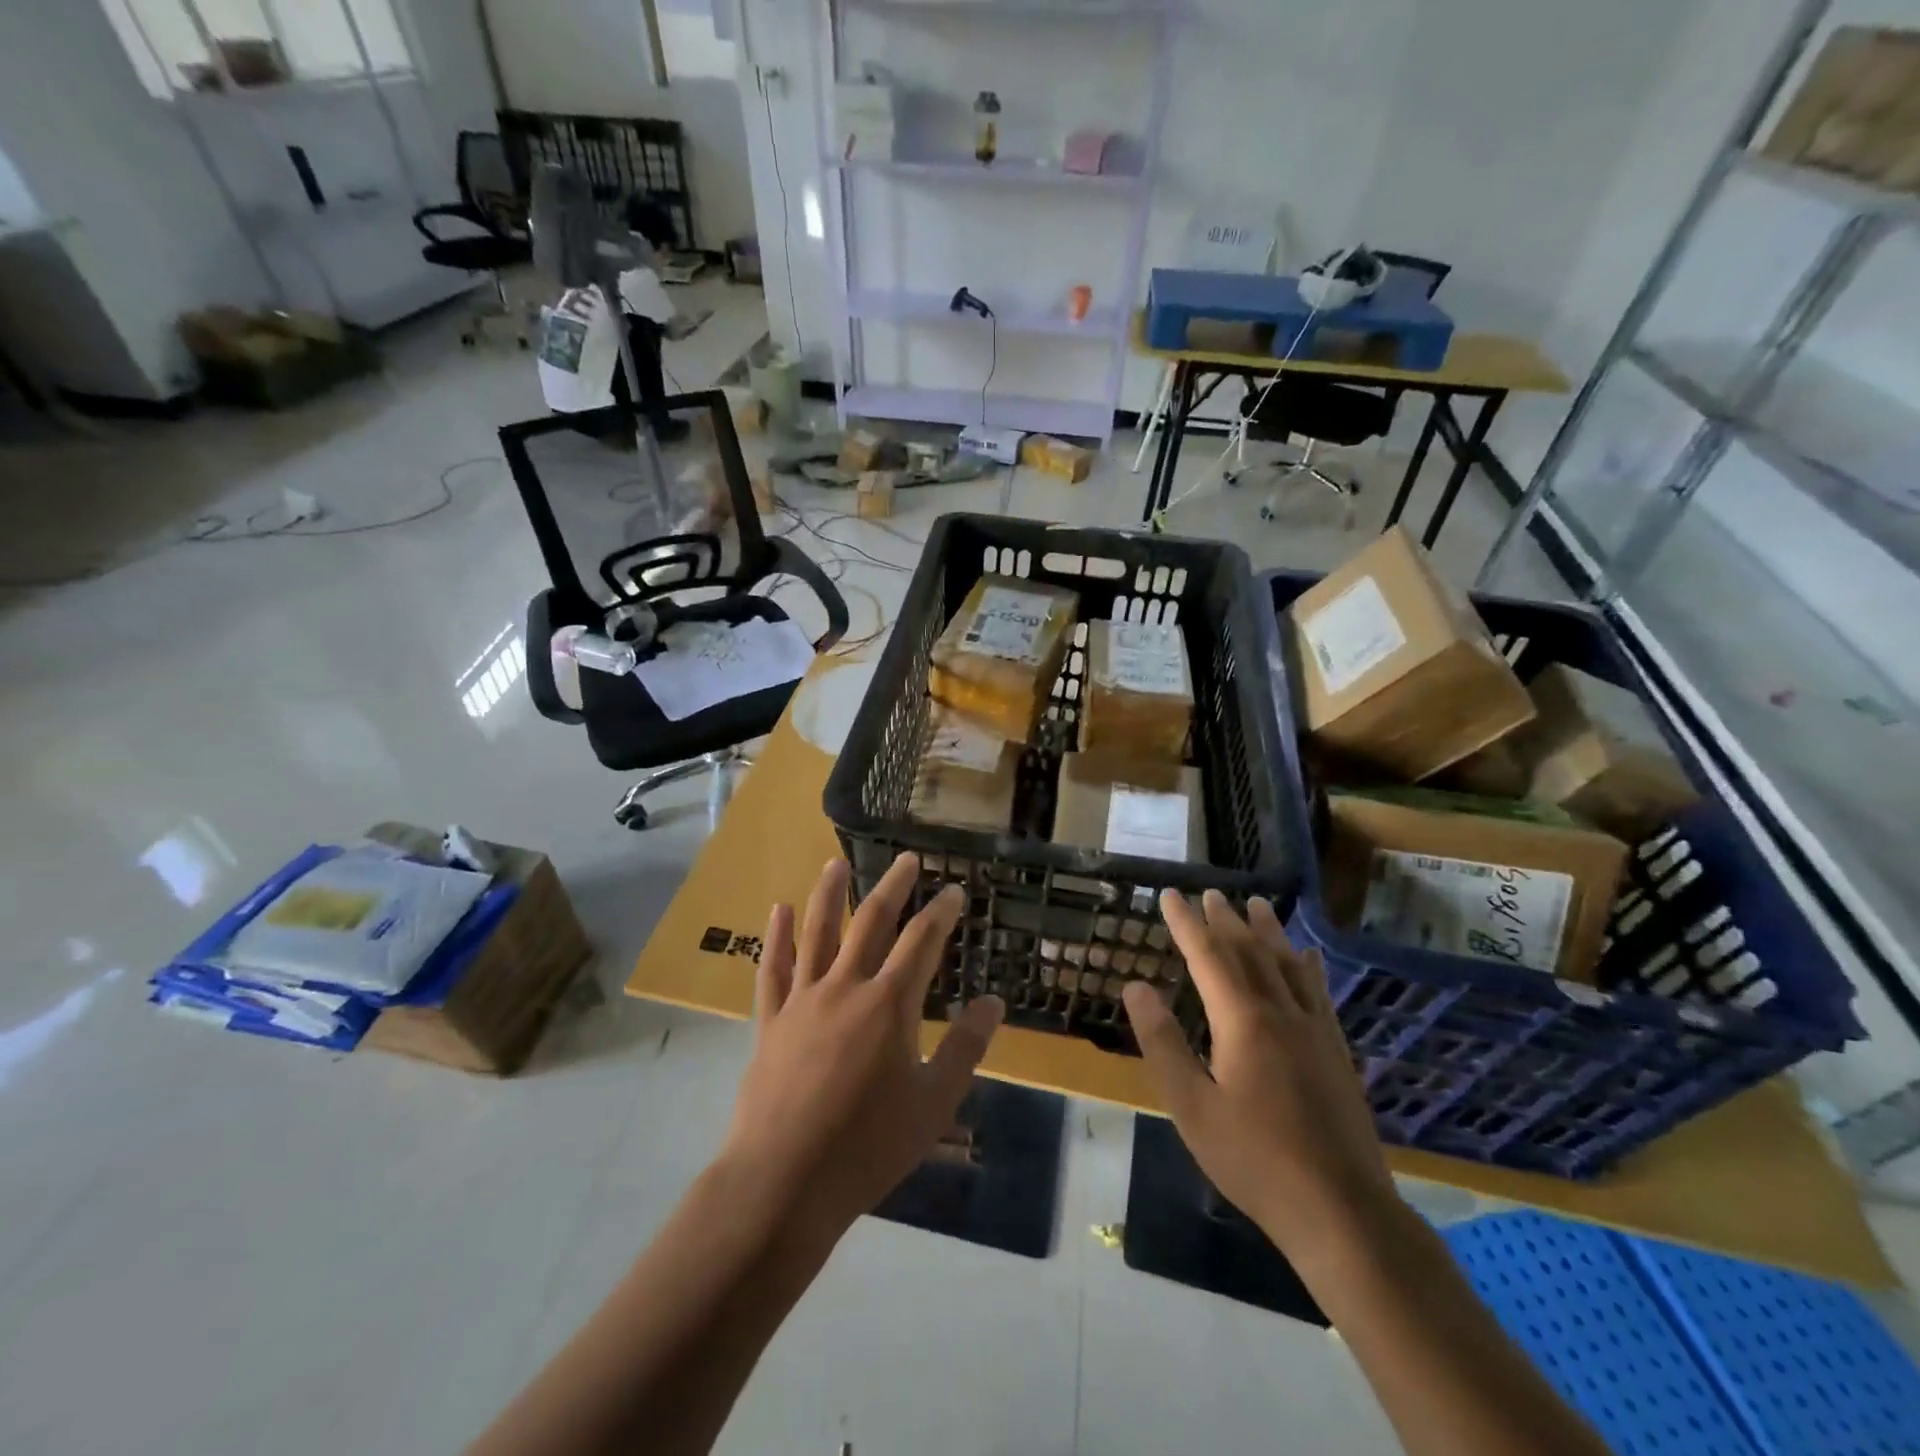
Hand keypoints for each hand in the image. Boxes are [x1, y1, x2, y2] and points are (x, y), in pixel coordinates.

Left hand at [717, 853, 1004, 1246]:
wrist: (783, 1181)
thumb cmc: (868, 1146)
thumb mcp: (933, 1103)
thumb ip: (965, 1048)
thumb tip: (992, 1002)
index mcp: (890, 1004)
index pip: (922, 942)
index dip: (941, 912)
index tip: (954, 891)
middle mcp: (846, 987)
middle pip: (871, 922)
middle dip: (893, 887)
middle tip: (906, 859)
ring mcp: (803, 1000)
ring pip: (817, 932)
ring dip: (829, 893)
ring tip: (836, 862)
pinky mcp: (770, 1020)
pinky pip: (773, 968)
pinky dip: (777, 936)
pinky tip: (778, 909)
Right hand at [1122, 891, 1398, 1265]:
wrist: (1342, 1211)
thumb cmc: (1254, 1159)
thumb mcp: (1192, 1106)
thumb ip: (1163, 1042)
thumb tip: (1135, 987)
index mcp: (1242, 1021)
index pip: (1208, 956)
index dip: (1186, 923)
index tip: (1170, 894)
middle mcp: (1281, 1012)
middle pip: (1249, 952)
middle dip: (1225, 920)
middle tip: (1210, 893)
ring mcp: (1315, 1030)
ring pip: (1287, 965)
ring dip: (1268, 931)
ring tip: (1256, 903)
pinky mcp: (1337, 1052)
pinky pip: (1320, 993)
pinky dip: (1308, 966)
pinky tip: (1308, 956)